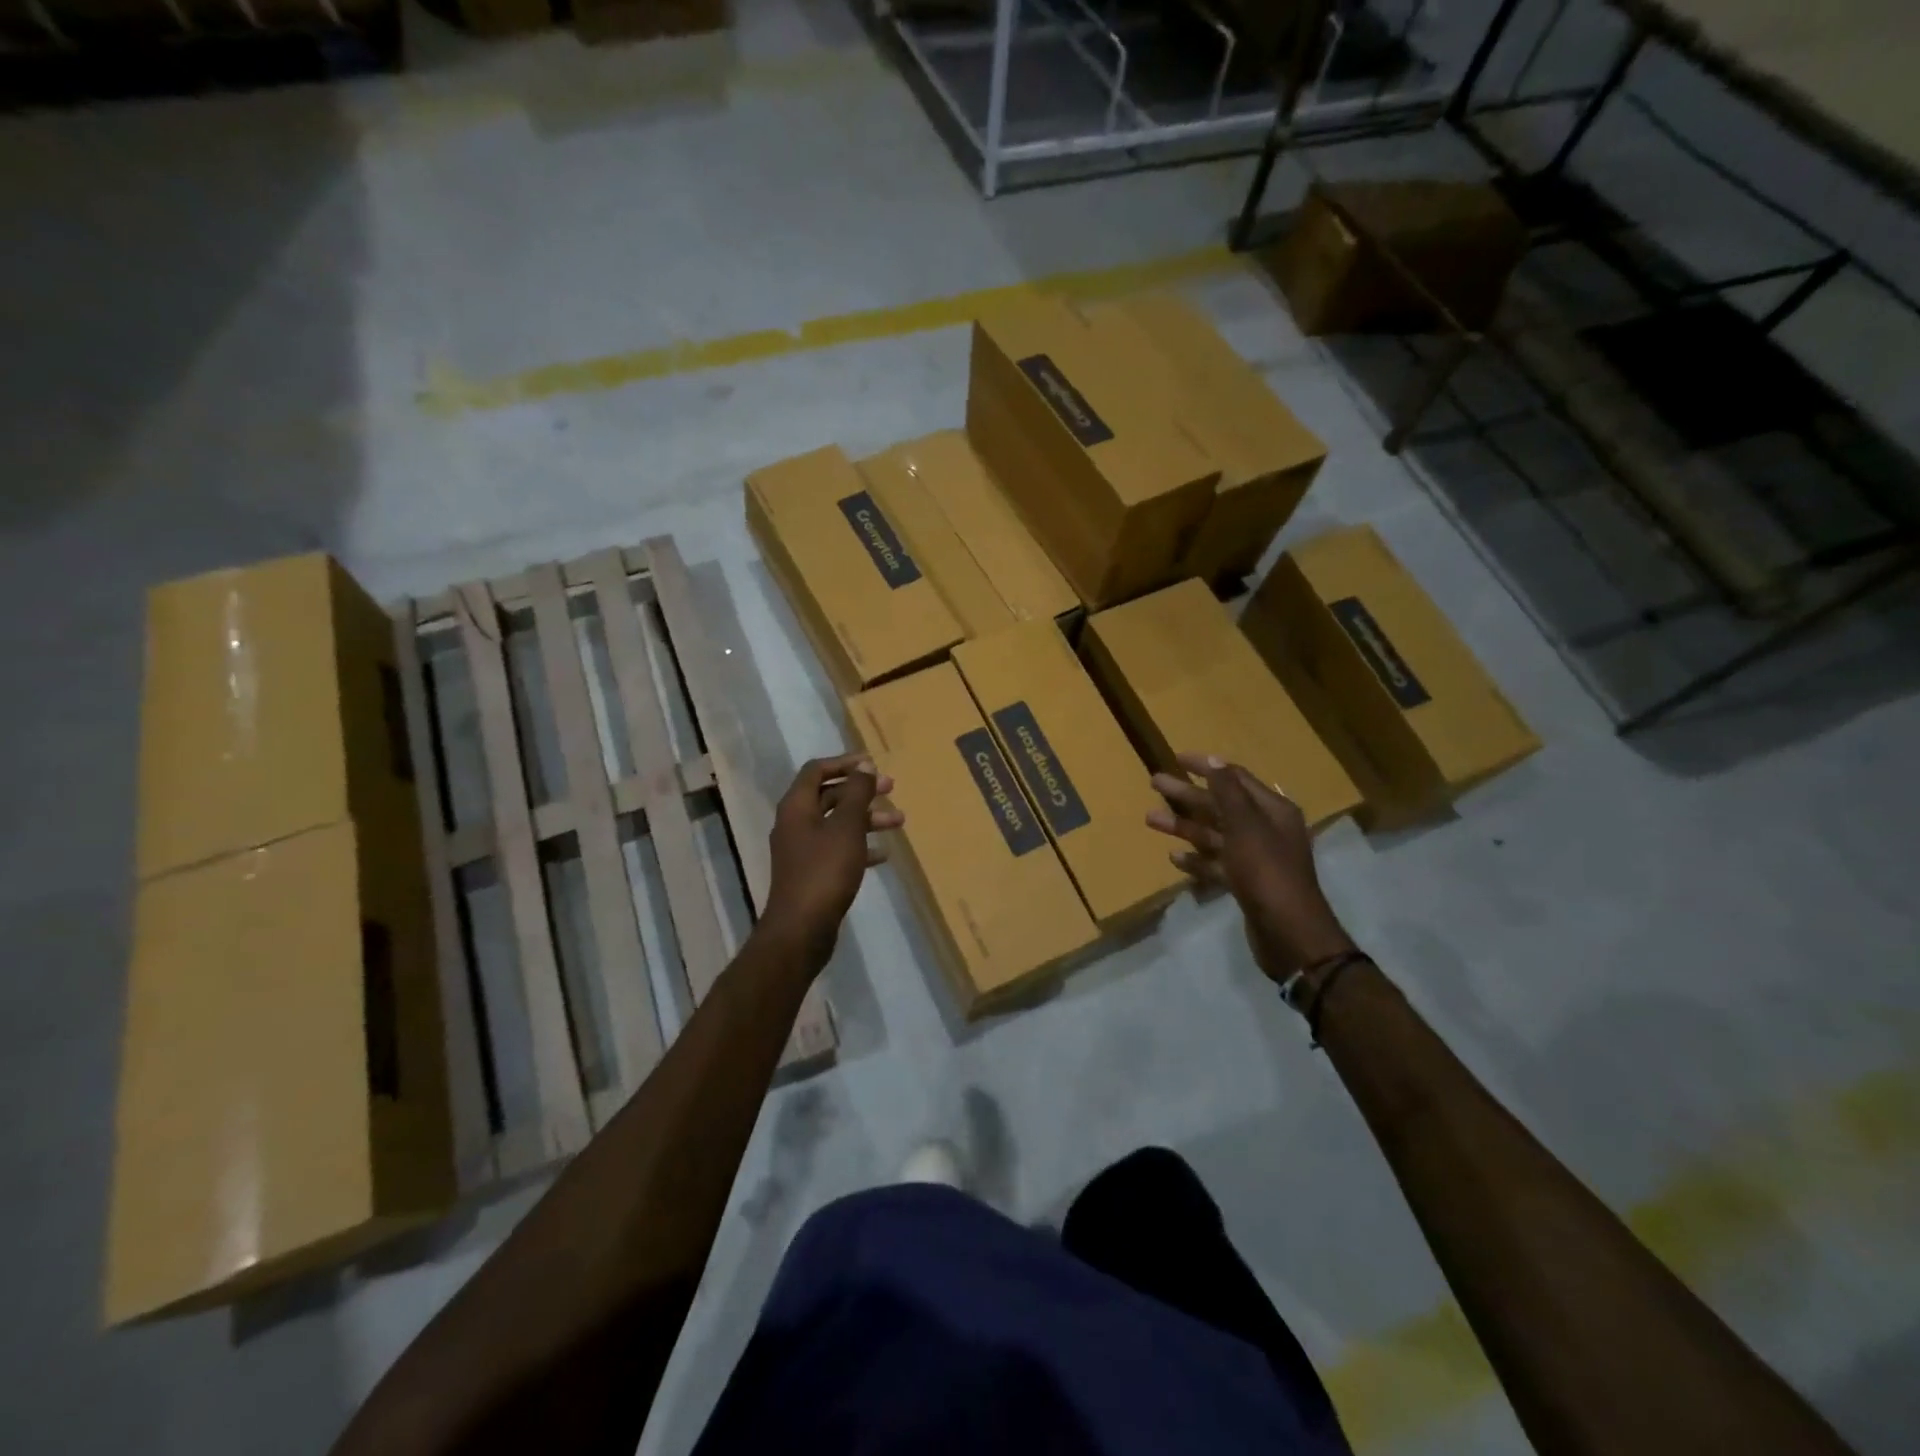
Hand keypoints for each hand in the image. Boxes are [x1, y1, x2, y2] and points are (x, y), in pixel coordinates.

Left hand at [761, 753, 902, 968]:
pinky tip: (883, 854)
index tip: (873, 763)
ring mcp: (802, 850)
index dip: (845, 762)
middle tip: (891, 788)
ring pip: (837, 823)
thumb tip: (864, 766)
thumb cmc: (825, 871)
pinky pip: (838, 848)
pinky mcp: (812, 873)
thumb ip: (857, 794)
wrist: (801, 929)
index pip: (817, 770)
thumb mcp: (847, 827)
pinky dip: (860, 845)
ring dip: (867, 818)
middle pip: (830, 795)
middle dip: (861, 790)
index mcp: (797, 806)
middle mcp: (795, 823)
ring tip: (899, 821)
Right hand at [1146, 751, 1353, 981]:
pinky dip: (1196, 859)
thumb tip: (1213, 759)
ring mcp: (1255, 859)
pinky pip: (1216, 864)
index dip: (1206, 767)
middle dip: (1187, 795)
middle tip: (1154, 783)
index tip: (1176, 758)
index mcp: (1272, 810)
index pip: (1235, 778)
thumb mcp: (1245, 825)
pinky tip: (1174, 857)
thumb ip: (1228, 792)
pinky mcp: (1245, 884)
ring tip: (1150, 819)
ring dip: (1184, 827)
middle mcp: (1265, 830)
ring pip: (1214, 835)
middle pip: (1220, 805)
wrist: (1288, 933)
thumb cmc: (1266, 871)